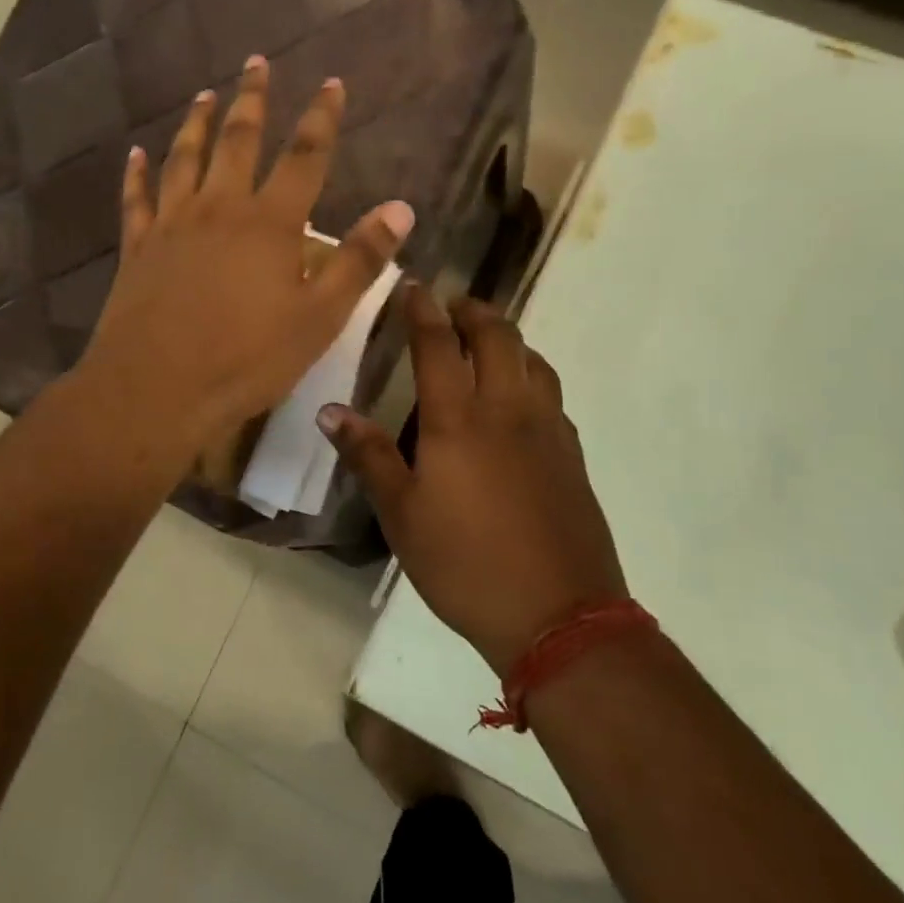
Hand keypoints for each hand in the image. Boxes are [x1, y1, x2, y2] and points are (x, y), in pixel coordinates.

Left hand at [77, 56, 414, 458]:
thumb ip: (359, 261)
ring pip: (185, 159)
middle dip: (253, 100)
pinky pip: (136, 199)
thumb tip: (401, 208)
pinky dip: (137, 173)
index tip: (332, 83)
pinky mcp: (137, 248)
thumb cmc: (247, 360)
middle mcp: (219, 209)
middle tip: (257, 63)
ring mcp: (172, 224)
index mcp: (269, 223)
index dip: (322, 118)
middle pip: (238, 140)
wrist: (157, 389)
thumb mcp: (319, 318)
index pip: (305, 156)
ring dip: (197, 123)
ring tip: (205, 95)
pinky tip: (136, 154)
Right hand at [320, 291, 626, 674]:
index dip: (422, 310)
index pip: (438, 345)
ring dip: (508, 337)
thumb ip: (369, 456)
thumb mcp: (401, 515)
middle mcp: (507, 410)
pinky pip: (551, 393)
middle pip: (497, 336)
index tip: (412, 287)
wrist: (560, 615)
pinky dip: (530, 373)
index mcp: (458, 420)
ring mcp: (548, 430)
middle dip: (473, 311)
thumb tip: (331, 411)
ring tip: (486, 341)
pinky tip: (518, 397)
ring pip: (533, 360)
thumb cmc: (465, 564)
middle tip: (452, 305)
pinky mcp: (572, 454)